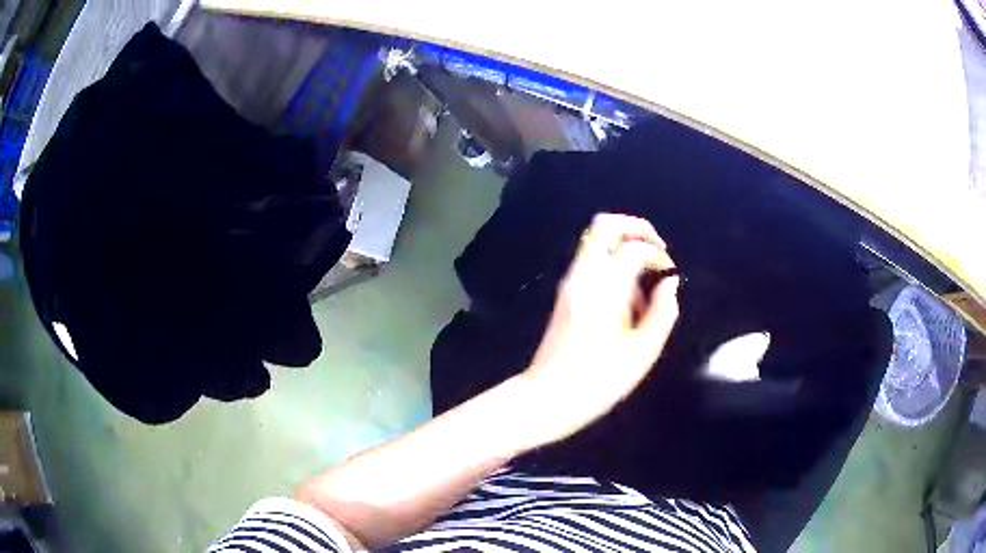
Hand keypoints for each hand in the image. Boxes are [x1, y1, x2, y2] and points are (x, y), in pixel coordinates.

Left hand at [519, 213, 679, 446]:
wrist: (547, 397)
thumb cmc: (599, 380)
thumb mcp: (643, 352)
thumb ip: (663, 312)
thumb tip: (670, 284)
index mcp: (604, 288)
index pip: (634, 248)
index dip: (658, 253)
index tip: (670, 273)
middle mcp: (583, 276)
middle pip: (605, 225)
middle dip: (636, 228)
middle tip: (657, 251)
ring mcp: (570, 282)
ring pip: (597, 242)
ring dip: (624, 250)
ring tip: (643, 292)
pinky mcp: (565, 293)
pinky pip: (591, 262)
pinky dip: (612, 266)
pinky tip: (626, 303)